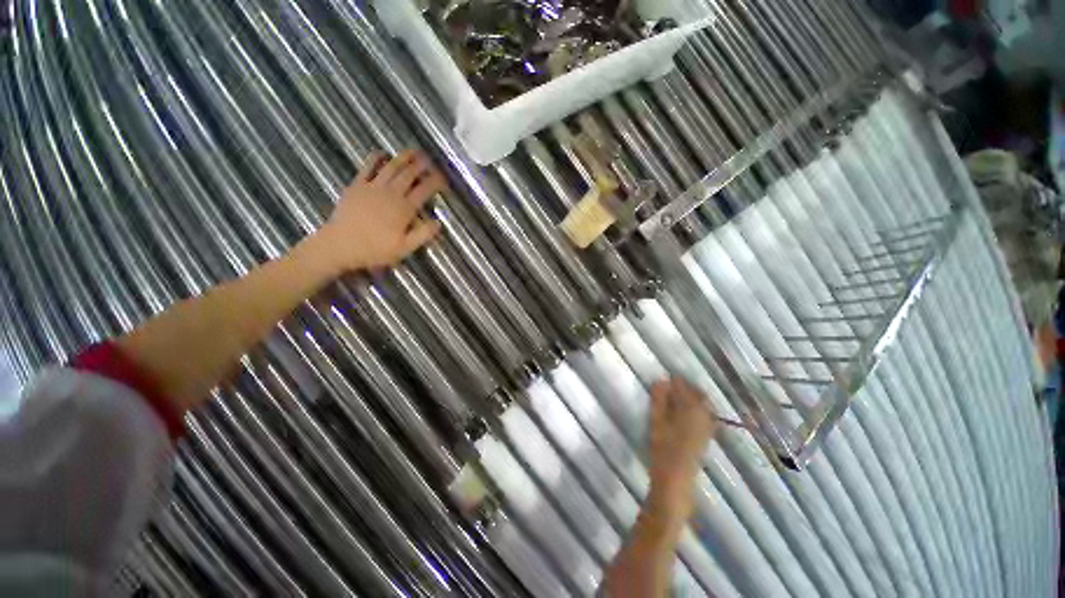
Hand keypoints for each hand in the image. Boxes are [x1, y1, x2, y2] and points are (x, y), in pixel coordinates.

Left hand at [298, 150, 445, 274]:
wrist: (340, 245)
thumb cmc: (375, 250)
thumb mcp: (404, 249)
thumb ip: (423, 235)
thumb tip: (439, 222)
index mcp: (404, 209)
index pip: (424, 190)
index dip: (436, 182)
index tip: (444, 180)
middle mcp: (391, 193)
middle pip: (409, 174)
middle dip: (422, 165)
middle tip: (431, 160)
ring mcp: (373, 187)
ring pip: (392, 167)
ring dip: (404, 157)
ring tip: (413, 151)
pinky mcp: (357, 185)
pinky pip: (367, 167)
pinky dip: (375, 158)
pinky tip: (382, 153)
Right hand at [647, 377, 716, 526]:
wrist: (675, 479)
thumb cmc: (662, 448)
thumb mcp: (656, 420)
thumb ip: (659, 399)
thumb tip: (661, 380)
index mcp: (692, 410)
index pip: (685, 388)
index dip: (676, 381)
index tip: (666, 376)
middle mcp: (704, 416)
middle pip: (698, 395)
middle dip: (686, 387)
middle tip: (672, 384)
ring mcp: (707, 427)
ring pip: (703, 405)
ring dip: (691, 397)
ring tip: (676, 395)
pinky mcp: (706, 437)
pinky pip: (704, 415)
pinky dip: (695, 408)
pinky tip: (684, 411)